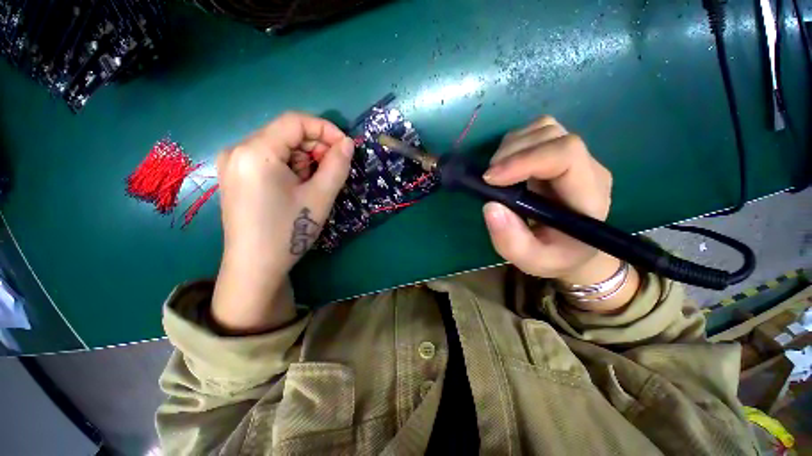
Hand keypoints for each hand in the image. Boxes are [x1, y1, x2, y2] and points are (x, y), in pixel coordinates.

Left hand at [212, 112, 353, 332]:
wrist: (255, 266)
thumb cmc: (288, 231)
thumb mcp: (320, 197)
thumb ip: (337, 165)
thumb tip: (348, 144)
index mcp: (255, 152)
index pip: (295, 121)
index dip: (326, 129)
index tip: (346, 147)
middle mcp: (238, 150)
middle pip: (286, 134)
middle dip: (315, 148)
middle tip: (333, 171)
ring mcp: (233, 164)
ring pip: (279, 147)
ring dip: (304, 160)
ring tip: (314, 185)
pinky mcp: (236, 177)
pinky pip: (269, 160)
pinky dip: (290, 168)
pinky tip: (297, 188)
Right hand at [482, 116, 636, 309]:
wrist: (575, 251)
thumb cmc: (556, 258)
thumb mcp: (532, 261)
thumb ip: (511, 241)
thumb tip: (490, 206)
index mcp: (588, 195)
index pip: (566, 154)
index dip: (524, 159)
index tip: (490, 178)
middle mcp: (587, 168)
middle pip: (552, 135)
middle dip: (512, 152)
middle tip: (488, 178)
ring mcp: (575, 158)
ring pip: (544, 128)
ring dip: (512, 146)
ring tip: (496, 173)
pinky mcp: (561, 156)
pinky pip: (537, 133)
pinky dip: (514, 144)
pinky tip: (506, 166)